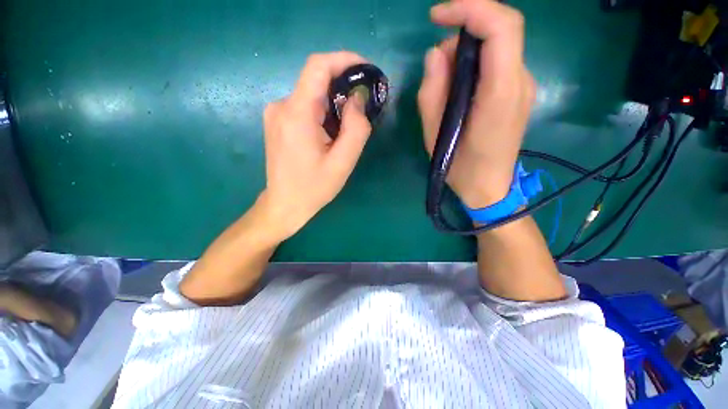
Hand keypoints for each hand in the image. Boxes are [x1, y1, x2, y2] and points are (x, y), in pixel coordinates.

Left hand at [261, 52, 372, 238]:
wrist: (284, 204)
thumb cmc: (314, 188)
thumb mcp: (343, 163)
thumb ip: (356, 129)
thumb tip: (357, 100)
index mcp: (297, 114)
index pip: (318, 66)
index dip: (344, 60)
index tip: (365, 69)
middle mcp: (281, 106)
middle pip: (316, 82)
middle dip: (343, 89)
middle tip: (362, 110)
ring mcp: (276, 113)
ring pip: (312, 95)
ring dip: (334, 105)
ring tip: (345, 131)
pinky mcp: (277, 121)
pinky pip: (305, 106)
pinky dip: (323, 113)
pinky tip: (329, 135)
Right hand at [418, 0, 536, 208]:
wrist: (489, 187)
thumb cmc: (460, 166)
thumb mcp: (434, 133)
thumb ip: (432, 91)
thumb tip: (436, 54)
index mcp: (500, 93)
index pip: (501, 27)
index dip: (471, 9)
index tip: (438, 15)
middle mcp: (520, 81)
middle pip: (501, 30)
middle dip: (464, 31)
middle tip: (437, 64)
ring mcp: (523, 86)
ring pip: (498, 45)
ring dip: (467, 51)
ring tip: (444, 83)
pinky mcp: (518, 93)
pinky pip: (498, 62)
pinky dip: (475, 62)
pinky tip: (458, 87)